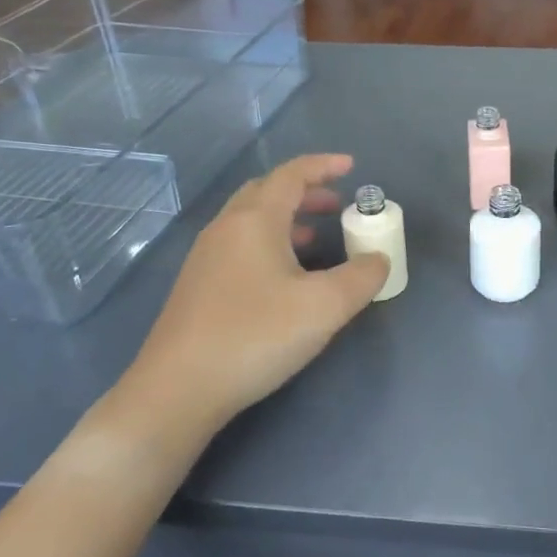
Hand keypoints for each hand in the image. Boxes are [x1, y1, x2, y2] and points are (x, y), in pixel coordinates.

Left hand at [107, 155, 389, 448]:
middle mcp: (226, 229)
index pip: (291, 174)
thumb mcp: (324, 307)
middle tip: (337, 205)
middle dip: (305, 192)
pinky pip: (240, 245)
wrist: (177, 390)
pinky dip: (270, 242)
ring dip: (287, 219)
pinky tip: (285, 276)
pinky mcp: (197, 286)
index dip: (323, 165)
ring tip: (318, 237)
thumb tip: (378, 259)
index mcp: (255, 220)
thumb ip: (361, 277)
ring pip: (251, 220)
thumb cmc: (255, 335)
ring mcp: (206, 258)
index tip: (351, 166)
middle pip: (267, 192)